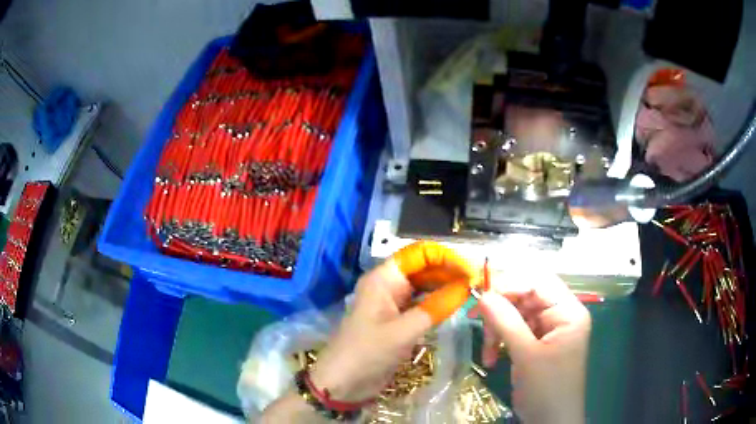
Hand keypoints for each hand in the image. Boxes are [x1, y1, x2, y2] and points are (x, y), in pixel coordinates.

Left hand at [309, 241, 476, 401]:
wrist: (344, 383)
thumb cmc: (367, 353)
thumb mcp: (403, 331)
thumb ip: (436, 308)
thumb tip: (466, 287)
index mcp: (384, 279)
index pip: (419, 254)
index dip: (445, 257)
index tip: (470, 269)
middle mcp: (389, 286)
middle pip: (423, 269)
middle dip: (449, 272)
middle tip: (477, 282)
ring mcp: (393, 304)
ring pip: (425, 287)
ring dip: (446, 288)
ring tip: (472, 292)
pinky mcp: (398, 320)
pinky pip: (422, 305)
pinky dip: (438, 304)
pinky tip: (455, 306)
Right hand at [474, 269, 590, 423]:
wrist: (550, 422)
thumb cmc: (547, 388)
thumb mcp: (526, 355)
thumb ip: (506, 322)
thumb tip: (482, 294)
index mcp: (568, 311)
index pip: (538, 282)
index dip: (509, 284)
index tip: (481, 297)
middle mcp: (560, 314)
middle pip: (526, 296)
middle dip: (501, 311)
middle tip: (478, 323)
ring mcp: (549, 329)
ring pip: (516, 314)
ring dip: (497, 330)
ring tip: (488, 352)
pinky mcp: (537, 343)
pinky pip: (515, 331)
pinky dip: (500, 341)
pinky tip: (492, 358)